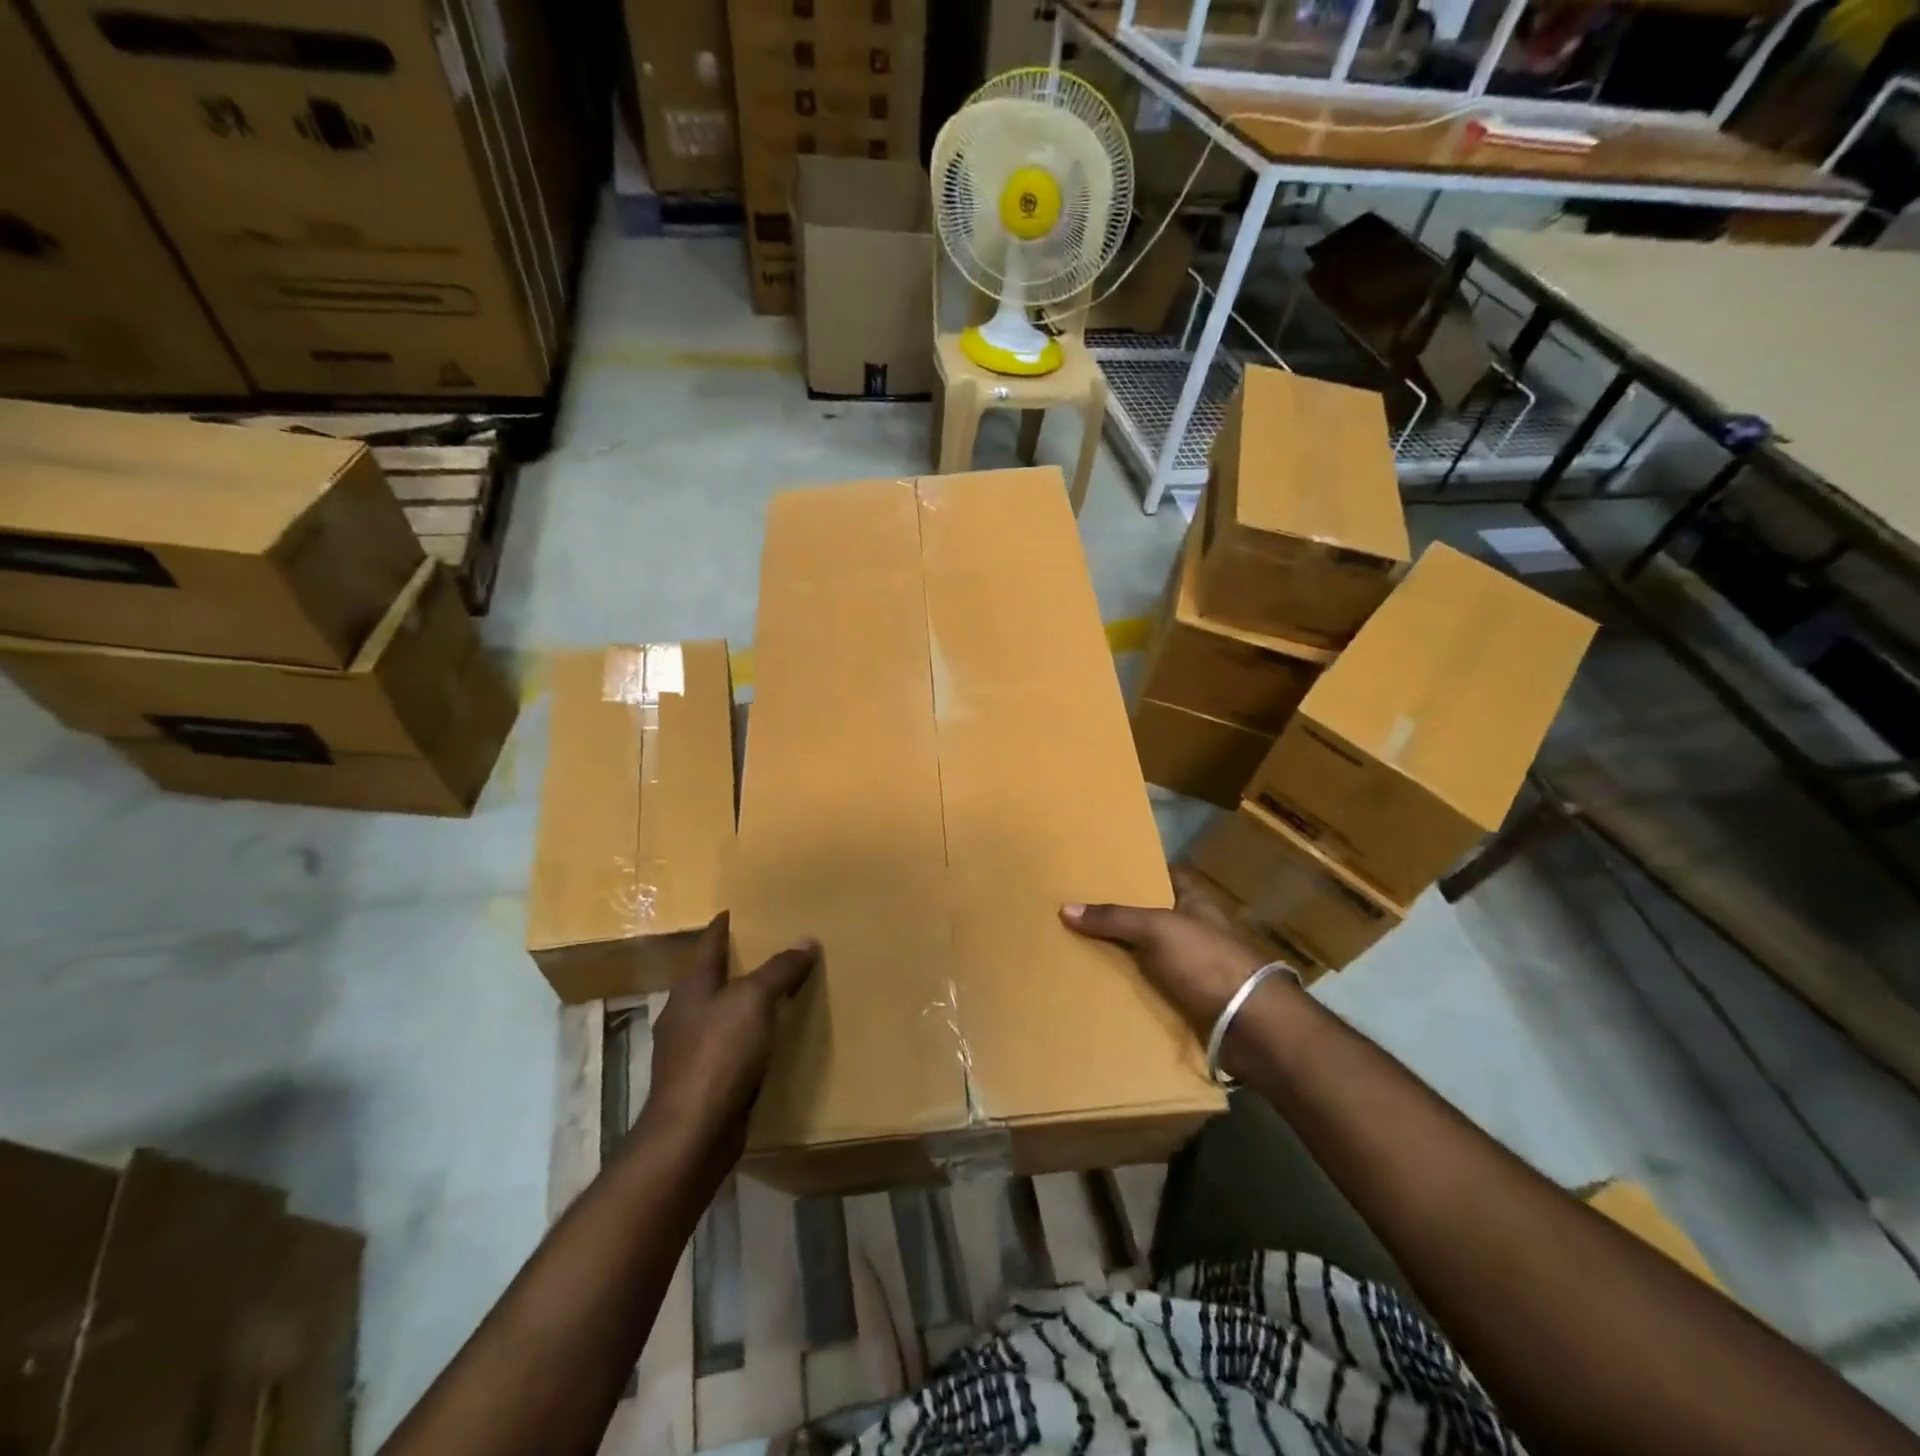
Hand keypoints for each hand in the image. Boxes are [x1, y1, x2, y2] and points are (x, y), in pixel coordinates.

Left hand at [639, 912, 817, 1170]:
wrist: (693, 1133)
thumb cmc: (719, 1054)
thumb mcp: (754, 1001)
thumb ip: (779, 969)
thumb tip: (806, 940)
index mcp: (691, 988)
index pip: (708, 945)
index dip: (721, 927)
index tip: (732, 910)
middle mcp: (685, 1015)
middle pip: (711, 979)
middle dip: (734, 964)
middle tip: (766, 947)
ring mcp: (690, 1051)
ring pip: (720, 1014)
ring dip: (743, 1003)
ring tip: (774, 991)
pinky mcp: (703, 1082)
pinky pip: (730, 1047)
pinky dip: (748, 1036)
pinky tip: (767, 1040)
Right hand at [1060, 869, 1277, 1035]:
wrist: (1250, 1027)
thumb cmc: (1208, 962)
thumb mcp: (1158, 929)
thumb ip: (1115, 918)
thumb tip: (1066, 908)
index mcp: (1196, 903)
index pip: (1165, 877)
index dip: (1138, 872)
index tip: (1103, 873)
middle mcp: (1195, 931)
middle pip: (1151, 918)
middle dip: (1120, 918)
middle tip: (1077, 913)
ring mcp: (1194, 968)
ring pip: (1149, 957)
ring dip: (1122, 958)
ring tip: (1077, 951)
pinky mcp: (1189, 1002)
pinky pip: (1152, 991)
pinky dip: (1131, 991)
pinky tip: (1100, 989)